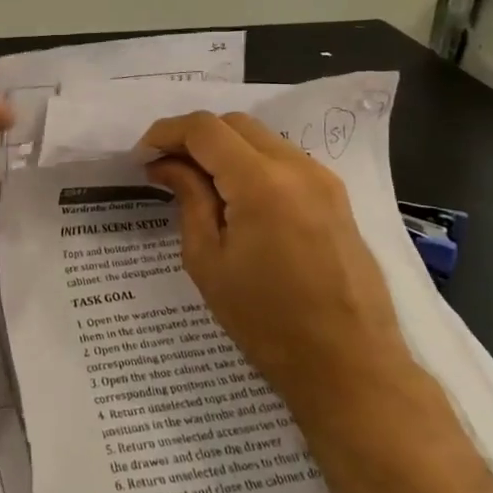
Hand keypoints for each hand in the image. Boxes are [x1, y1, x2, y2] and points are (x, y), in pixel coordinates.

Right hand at [140, 112, 406, 416]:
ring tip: (197, 183)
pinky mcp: (336, 197)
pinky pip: (284, 160)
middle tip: (165, 168)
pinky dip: (252, 163)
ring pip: (261, 138)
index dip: (166, 133)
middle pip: (234, 124)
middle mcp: (297, 167)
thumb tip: (166, 165)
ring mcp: (323, 179)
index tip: (141, 157)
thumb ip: (188, 199)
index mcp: (261, 182)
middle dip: (194, 137)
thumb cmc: (268, 323)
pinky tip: (236, 197)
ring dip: (224, 148)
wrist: (350, 368)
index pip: (204, 129)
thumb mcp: (209, 261)